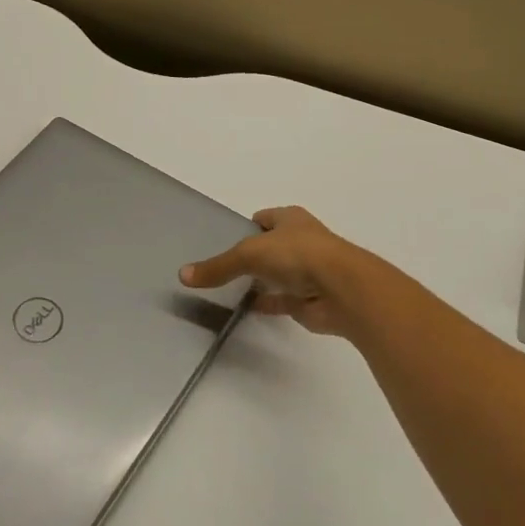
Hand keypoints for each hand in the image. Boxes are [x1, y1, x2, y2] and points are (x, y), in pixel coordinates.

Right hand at [179, 206, 375, 337]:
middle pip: (270, 247)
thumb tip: (182, 275)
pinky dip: (267, 303)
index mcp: (291, 219)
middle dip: (252, 256)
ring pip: (278, 275)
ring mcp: (308, 272)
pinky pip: (282, 301)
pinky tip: (247, 308)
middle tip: (222, 267)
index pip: (263, 218)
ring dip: (261, 281)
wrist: (342, 290)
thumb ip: (217, 266)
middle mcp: (301, 242)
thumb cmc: (297, 255)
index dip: (245, 226)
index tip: (224, 239)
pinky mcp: (310, 299)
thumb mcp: (248, 253)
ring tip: (230, 289)